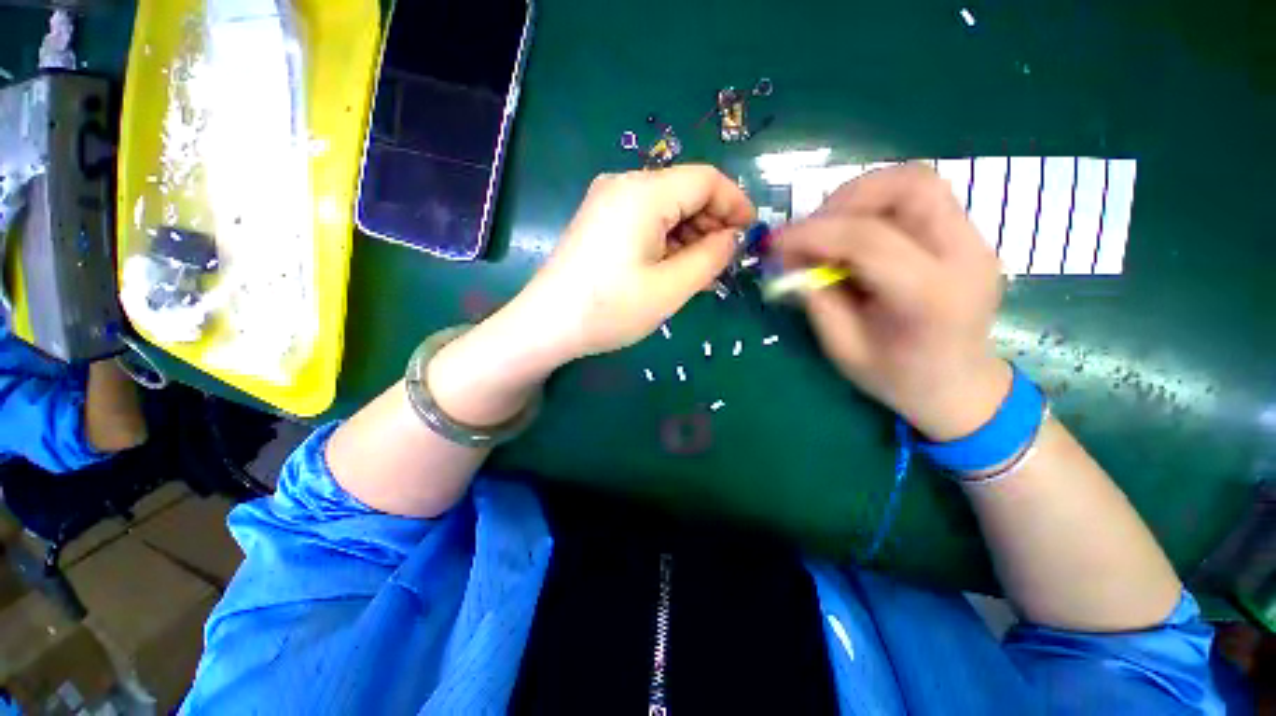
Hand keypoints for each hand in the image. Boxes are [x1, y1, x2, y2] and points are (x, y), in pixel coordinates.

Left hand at [507, 165, 755, 361]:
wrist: (546, 325)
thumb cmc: (611, 308)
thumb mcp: (671, 288)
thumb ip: (711, 258)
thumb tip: (731, 238)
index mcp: (644, 193)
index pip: (706, 180)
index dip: (735, 203)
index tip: (750, 233)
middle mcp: (624, 185)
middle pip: (684, 192)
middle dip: (711, 225)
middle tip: (722, 264)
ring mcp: (607, 203)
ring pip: (665, 210)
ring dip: (689, 237)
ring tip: (700, 274)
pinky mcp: (599, 222)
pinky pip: (645, 222)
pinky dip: (666, 242)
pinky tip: (673, 270)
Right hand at [774, 163, 1009, 440]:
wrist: (958, 386)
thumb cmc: (896, 377)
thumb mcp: (842, 347)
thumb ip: (815, 297)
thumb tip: (787, 259)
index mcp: (930, 296)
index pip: (868, 239)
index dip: (812, 234)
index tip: (775, 243)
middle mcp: (965, 255)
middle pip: (908, 186)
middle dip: (844, 200)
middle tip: (808, 232)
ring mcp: (974, 239)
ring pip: (915, 181)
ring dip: (860, 197)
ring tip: (828, 230)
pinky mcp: (967, 234)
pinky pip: (918, 198)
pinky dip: (876, 205)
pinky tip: (854, 235)